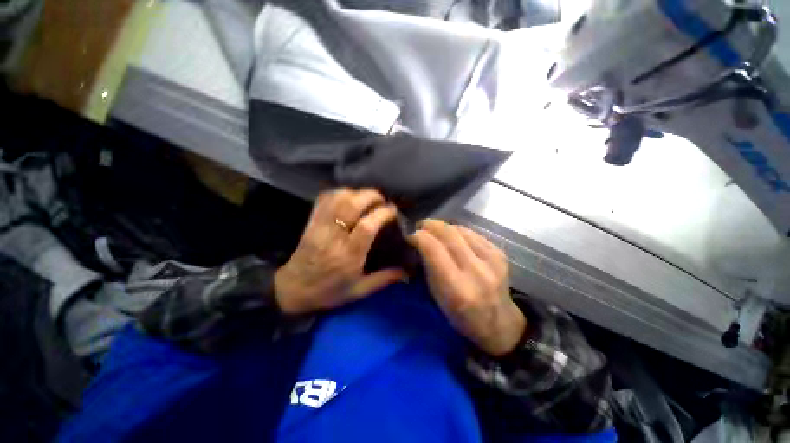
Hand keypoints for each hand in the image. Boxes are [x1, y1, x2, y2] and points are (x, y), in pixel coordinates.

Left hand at [275, 188, 405, 314]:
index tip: (393, 211)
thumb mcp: (359, 291)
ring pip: (337, 198)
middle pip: (351, 205)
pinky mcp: (312, 222)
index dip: (382, 213)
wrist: (293, 290)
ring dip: (356, 193)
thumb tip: (408, 272)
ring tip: (367, 198)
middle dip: (371, 196)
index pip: (367, 226)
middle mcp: (334, 237)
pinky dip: (338, 193)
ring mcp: (320, 226)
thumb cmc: (329, 292)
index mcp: (348, 255)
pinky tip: (349, 197)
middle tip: (382, 200)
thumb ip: (384, 279)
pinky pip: (324, 199)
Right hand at [410, 220, 525, 355]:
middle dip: (430, 226)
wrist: (499, 323)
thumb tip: (420, 243)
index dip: (419, 237)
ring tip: (434, 229)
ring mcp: (492, 261)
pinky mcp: (500, 254)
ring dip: (444, 227)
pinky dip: (458, 231)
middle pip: (448, 235)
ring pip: (461, 231)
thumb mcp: (438, 298)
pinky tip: (452, 235)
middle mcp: (476, 272)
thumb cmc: (462, 316)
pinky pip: (473, 234)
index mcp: (457, 288)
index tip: (409, 233)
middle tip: (420, 225)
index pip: (434, 250)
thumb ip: (429, 268)